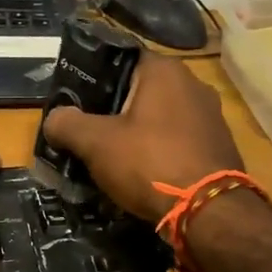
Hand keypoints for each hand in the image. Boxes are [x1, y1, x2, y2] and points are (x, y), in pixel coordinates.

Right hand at [41, 53, 243, 220]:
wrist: (210, 212)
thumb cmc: (150, 163)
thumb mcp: (96, 143)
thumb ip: (67, 124)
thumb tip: (53, 120)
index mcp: (164, 70)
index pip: (120, 58)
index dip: (92, 76)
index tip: (73, 99)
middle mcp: (193, 84)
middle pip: (139, 89)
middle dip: (111, 109)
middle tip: (84, 130)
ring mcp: (211, 116)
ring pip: (158, 117)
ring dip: (134, 132)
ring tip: (108, 154)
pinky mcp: (218, 146)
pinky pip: (176, 140)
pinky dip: (157, 150)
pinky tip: (140, 172)